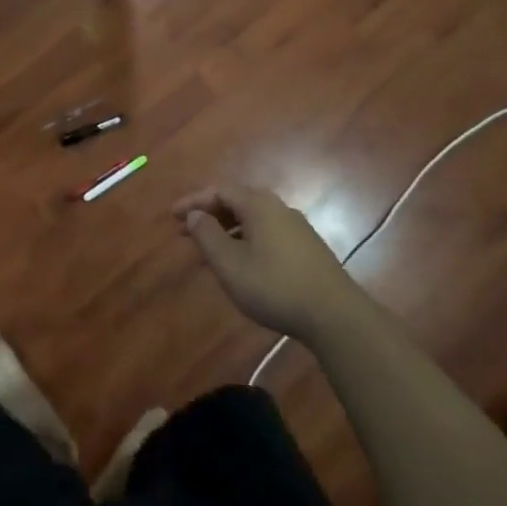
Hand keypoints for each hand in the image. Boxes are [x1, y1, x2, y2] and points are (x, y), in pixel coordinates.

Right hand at [174, 185, 357, 342]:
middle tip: (186, 232)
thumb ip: (208, 236)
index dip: (194, 201)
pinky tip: (241, 264)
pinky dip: (245, 240)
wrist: (334, 315)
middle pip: (237, 201)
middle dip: (209, 215)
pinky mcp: (307, 248)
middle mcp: (279, 208)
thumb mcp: (230, 264)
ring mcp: (296, 228)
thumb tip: (195, 214)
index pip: (220, 190)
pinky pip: (266, 233)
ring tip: (209, 252)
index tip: (172, 217)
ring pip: (253, 220)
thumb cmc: (275, 286)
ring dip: (227, 230)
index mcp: (259, 205)